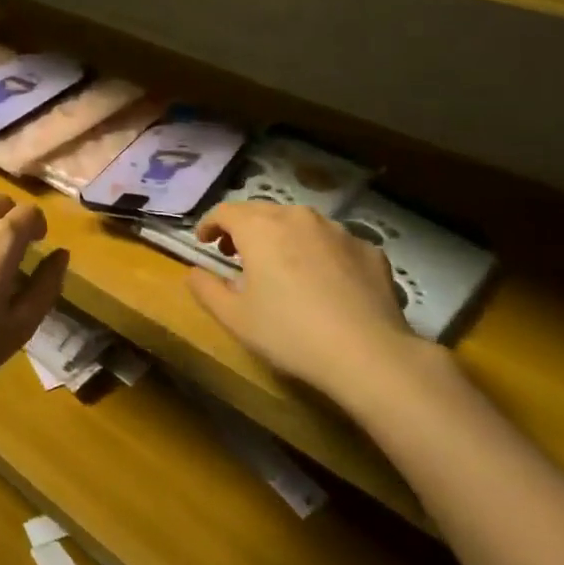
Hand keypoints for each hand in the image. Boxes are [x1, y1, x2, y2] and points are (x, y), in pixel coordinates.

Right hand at [188, 203, 430, 403]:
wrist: (369, 353)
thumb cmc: (290, 333)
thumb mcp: (235, 318)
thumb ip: (206, 289)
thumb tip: (194, 272)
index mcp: (260, 228)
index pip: (225, 211)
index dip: (209, 224)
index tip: (203, 242)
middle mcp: (299, 217)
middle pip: (262, 212)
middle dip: (244, 229)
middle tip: (235, 254)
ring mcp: (338, 230)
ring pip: (300, 224)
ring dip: (283, 238)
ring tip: (281, 268)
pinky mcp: (369, 249)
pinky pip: (334, 244)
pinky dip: (320, 254)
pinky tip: (324, 283)